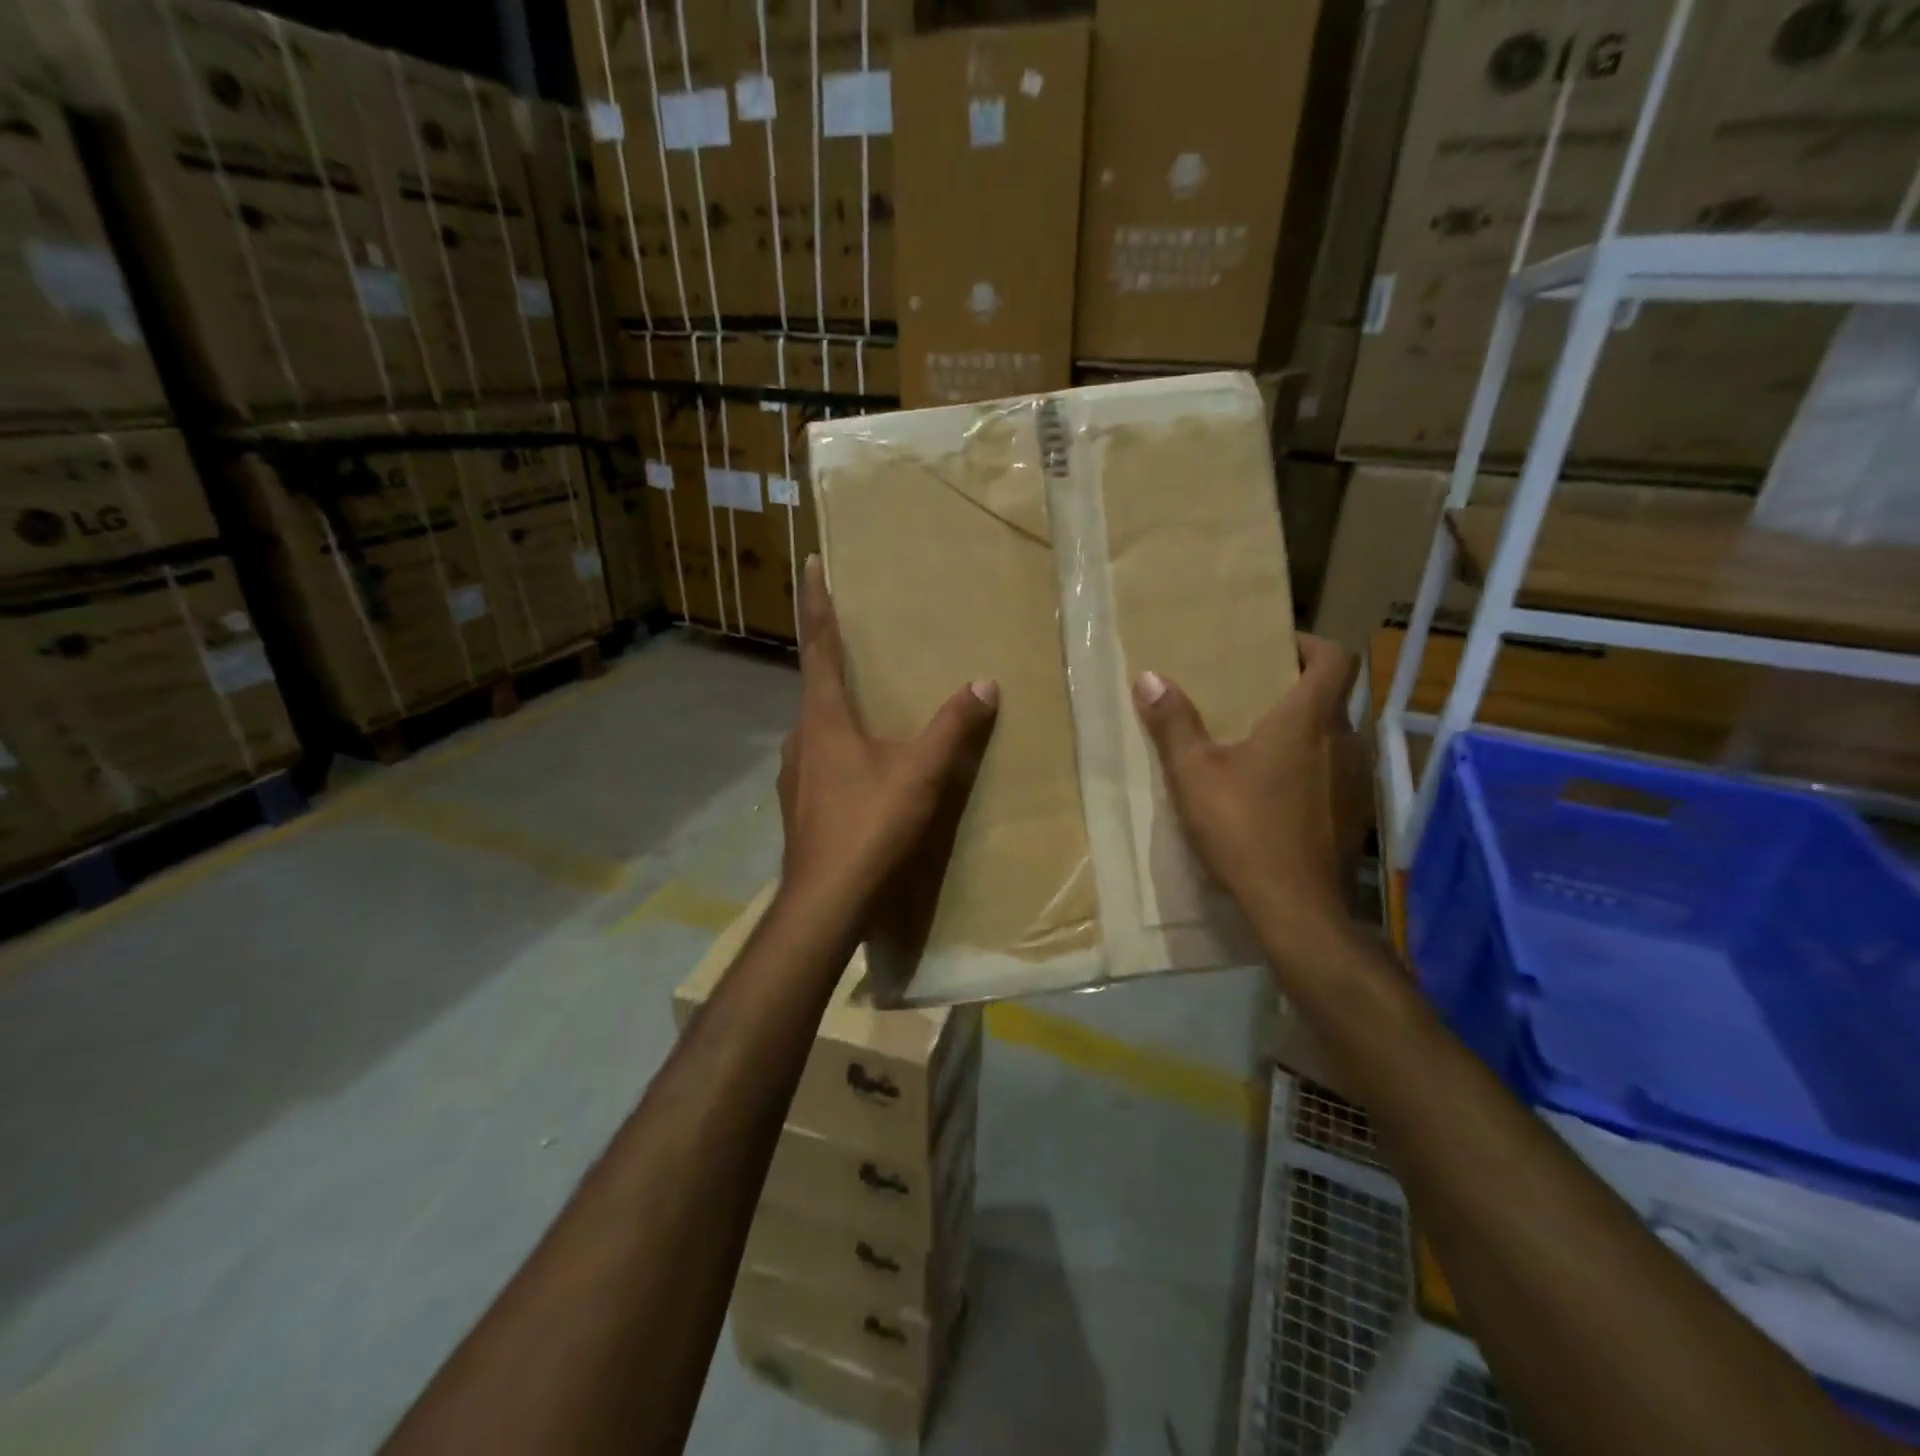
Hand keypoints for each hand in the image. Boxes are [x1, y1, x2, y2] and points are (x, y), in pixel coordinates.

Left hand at [777, 556, 998, 928]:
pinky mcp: (800, 805)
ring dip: (836, 706)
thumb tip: (984, 684)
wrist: (825, 902)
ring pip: (817, 726)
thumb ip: (953, 728)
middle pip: (815, 685)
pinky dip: (839, 746)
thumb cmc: (869, 827)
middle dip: (831, 655)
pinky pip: (820, 759)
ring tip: (865, 704)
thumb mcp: (921, 775)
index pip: (819, 646)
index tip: (811, 563)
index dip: (817, 603)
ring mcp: (795, 775)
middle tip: (852, 635)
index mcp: (824, 719)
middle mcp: (801, 738)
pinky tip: (861, 766)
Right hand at [1132, 634, 1363, 939]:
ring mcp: (1355, 781)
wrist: (1295, 908)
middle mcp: (1344, 742)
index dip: (1311, 645)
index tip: (1279, 649)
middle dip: (1297, 691)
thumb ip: (1173, 724)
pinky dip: (1311, 769)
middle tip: (1254, 698)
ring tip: (1260, 746)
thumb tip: (1149, 677)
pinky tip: (1277, 795)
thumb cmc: (1244, 829)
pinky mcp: (1356, 816)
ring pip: (1335, 738)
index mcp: (1309, 720)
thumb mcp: (1194, 774)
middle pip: (1333, 698)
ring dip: (1305, 733)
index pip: (1335, 658)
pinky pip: (1335, 774)